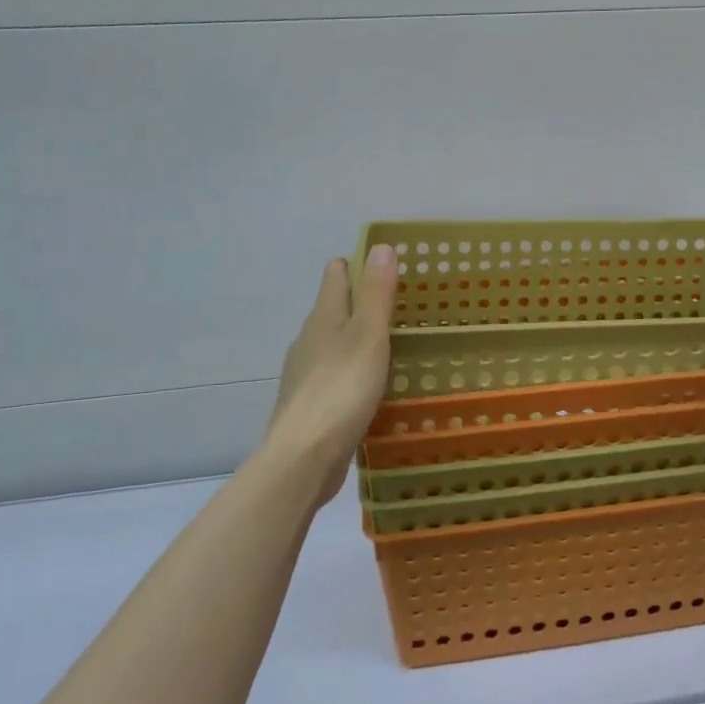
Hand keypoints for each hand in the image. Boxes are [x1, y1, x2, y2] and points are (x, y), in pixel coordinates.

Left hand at [264, 244, 397, 506]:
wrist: (304, 457)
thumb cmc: (341, 389)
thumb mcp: (368, 336)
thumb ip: (376, 293)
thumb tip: (380, 246)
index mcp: (324, 317)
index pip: (336, 274)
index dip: (358, 264)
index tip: (387, 267)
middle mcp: (309, 339)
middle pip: (334, 308)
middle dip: (362, 302)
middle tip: (400, 306)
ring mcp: (305, 373)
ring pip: (333, 343)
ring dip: (357, 339)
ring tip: (392, 345)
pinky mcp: (310, 404)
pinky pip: (334, 375)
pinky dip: (352, 371)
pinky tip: (371, 387)